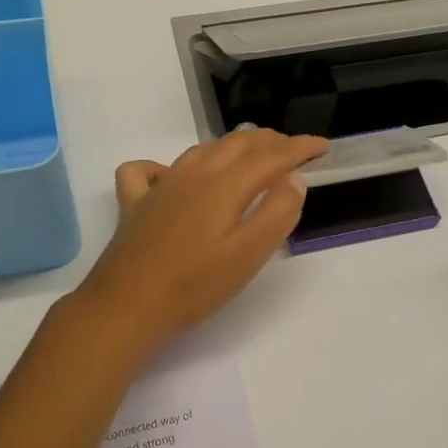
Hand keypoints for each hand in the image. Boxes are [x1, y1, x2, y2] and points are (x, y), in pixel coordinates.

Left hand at [74, 129, 328, 351]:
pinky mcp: (134, 202)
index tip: (322, 146)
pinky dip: (167, 165)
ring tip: (251, 155)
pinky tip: (172, 178)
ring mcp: (159, 185)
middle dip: (270, 141)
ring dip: (232, 146)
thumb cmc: (194, 286)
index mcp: (224, 184)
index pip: (271, 155)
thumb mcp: (248, 255)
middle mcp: (193, 174)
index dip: (300, 147)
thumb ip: (277, 213)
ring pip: (202, 150)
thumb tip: (294, 179)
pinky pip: (148, 169)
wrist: (126, 307)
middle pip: (237, 143)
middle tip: (294, 149)